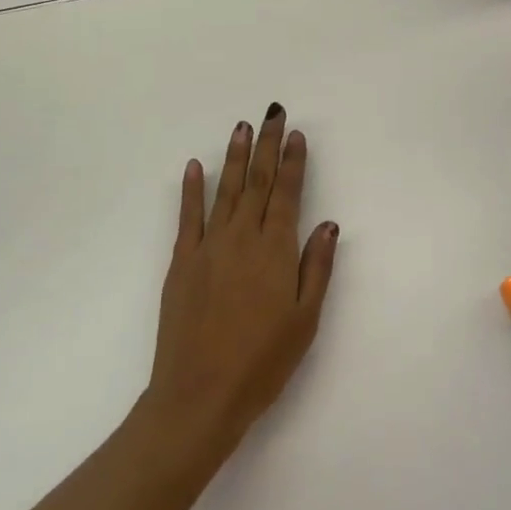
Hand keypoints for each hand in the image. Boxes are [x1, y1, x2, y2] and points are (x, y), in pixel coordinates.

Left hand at [143, 105, 339, 462]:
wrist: (199, 396)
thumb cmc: (262, 362)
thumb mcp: (305, 319)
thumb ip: (317, 266)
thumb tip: (328, 223)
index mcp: (276, 250)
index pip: (288, 193)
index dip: (294, 162)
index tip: (297, 134)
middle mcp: (243, 238)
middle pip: (259, 182)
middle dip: (267, 145)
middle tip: (273, 113)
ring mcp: (209, 247)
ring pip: (227, 190)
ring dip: (236, 156)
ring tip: (242, 126)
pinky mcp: (182, 262)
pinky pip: (188, 216)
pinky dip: (192, 189)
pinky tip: (196, 165)